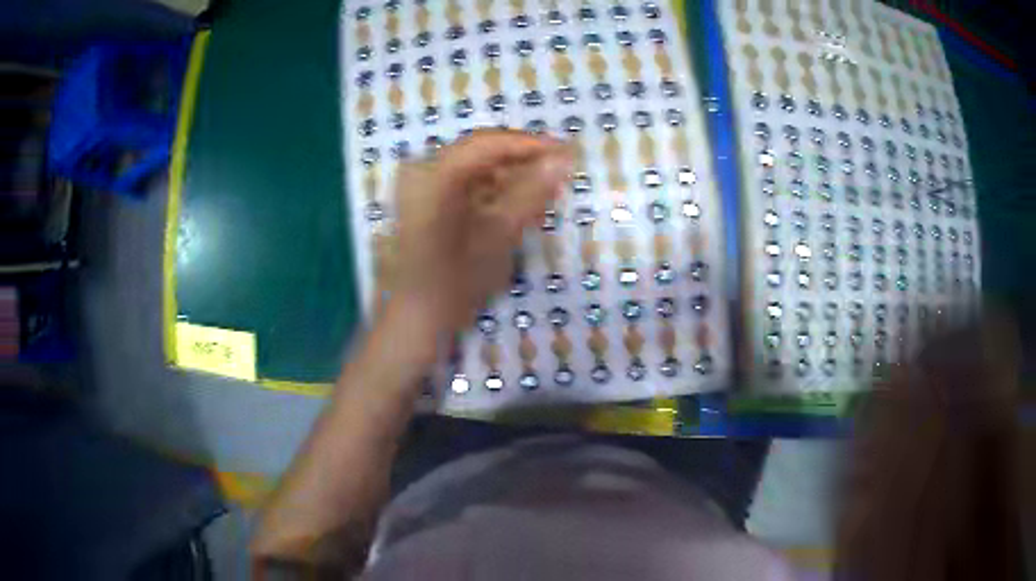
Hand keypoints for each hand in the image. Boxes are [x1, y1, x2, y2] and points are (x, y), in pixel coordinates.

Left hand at [386, 130, 573, 346]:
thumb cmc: (455, 283)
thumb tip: (563, 160)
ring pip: (472, 165)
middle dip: (520, 159)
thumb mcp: (499, 236)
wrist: (414, 319)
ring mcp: (416, 184)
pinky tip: (511, 202)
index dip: (530, 144)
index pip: (487, 143)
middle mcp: (420, 170)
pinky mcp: (420, 199)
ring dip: (507, 174)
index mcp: (433, 176)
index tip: (566, 151)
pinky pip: (461, 181)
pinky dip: (489, 188)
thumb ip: (531, 193)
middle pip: (478, 151)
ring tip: (541, 189)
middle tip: (558, 171)